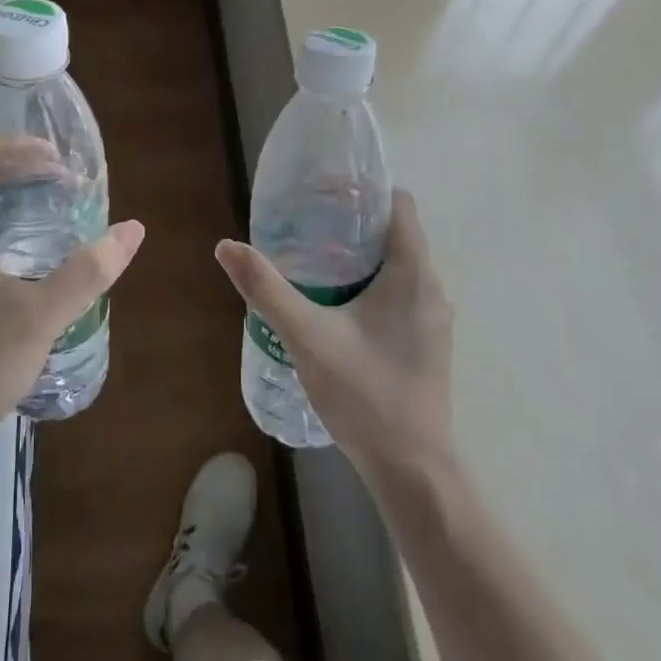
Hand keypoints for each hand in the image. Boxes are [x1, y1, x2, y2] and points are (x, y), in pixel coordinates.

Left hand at [0, 138, 144, 448]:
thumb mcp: (40, 315)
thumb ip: (88, 271)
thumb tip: (132, 230)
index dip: (9, 146)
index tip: (52, 160)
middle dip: (15, 165)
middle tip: (62, 177)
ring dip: (8, 191)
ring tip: (52, 198)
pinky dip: (0, 218)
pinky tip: (31, 242)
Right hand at [215, 190, 452, 478]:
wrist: (414, 469)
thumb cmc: (365, 394)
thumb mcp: (306, 336)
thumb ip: (266, 288)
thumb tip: (227, 246)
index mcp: (413, 273)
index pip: (400, 205)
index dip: (365, 191)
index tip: (324, 192)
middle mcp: (432, 286)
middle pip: (395, 233)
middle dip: (352, 223)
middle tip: (304, 224)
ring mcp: (433, 317)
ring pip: (397, 264)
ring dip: (359, 255)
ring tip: (311, 259)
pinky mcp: (426, 340)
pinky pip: (400, 291)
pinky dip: (370, 283)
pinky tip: (334, 302)